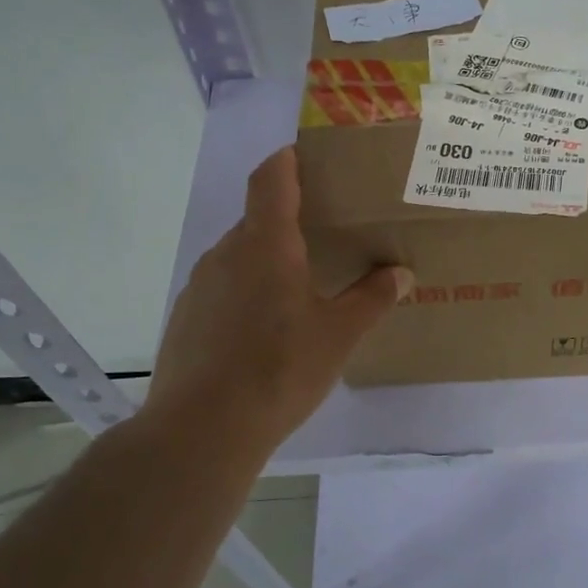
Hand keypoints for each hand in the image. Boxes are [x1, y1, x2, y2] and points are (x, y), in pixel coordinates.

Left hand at [144, 147, 411, 451]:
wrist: (202, 430)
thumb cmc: (279, 369)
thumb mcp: (339, 335)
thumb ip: (372, 298)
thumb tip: (402, 273)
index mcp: (265, 243)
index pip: (272, 178)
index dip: (289, 159)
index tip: (310, 157)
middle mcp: (226, 253)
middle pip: (258, 218)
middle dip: (290, 220)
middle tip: (326, 237)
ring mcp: (200, 285)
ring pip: (240, 256)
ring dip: (268, 260)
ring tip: (301, 289)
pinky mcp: (185, 318)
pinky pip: (222, 288)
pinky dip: (246, 292)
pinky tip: (265, 331)